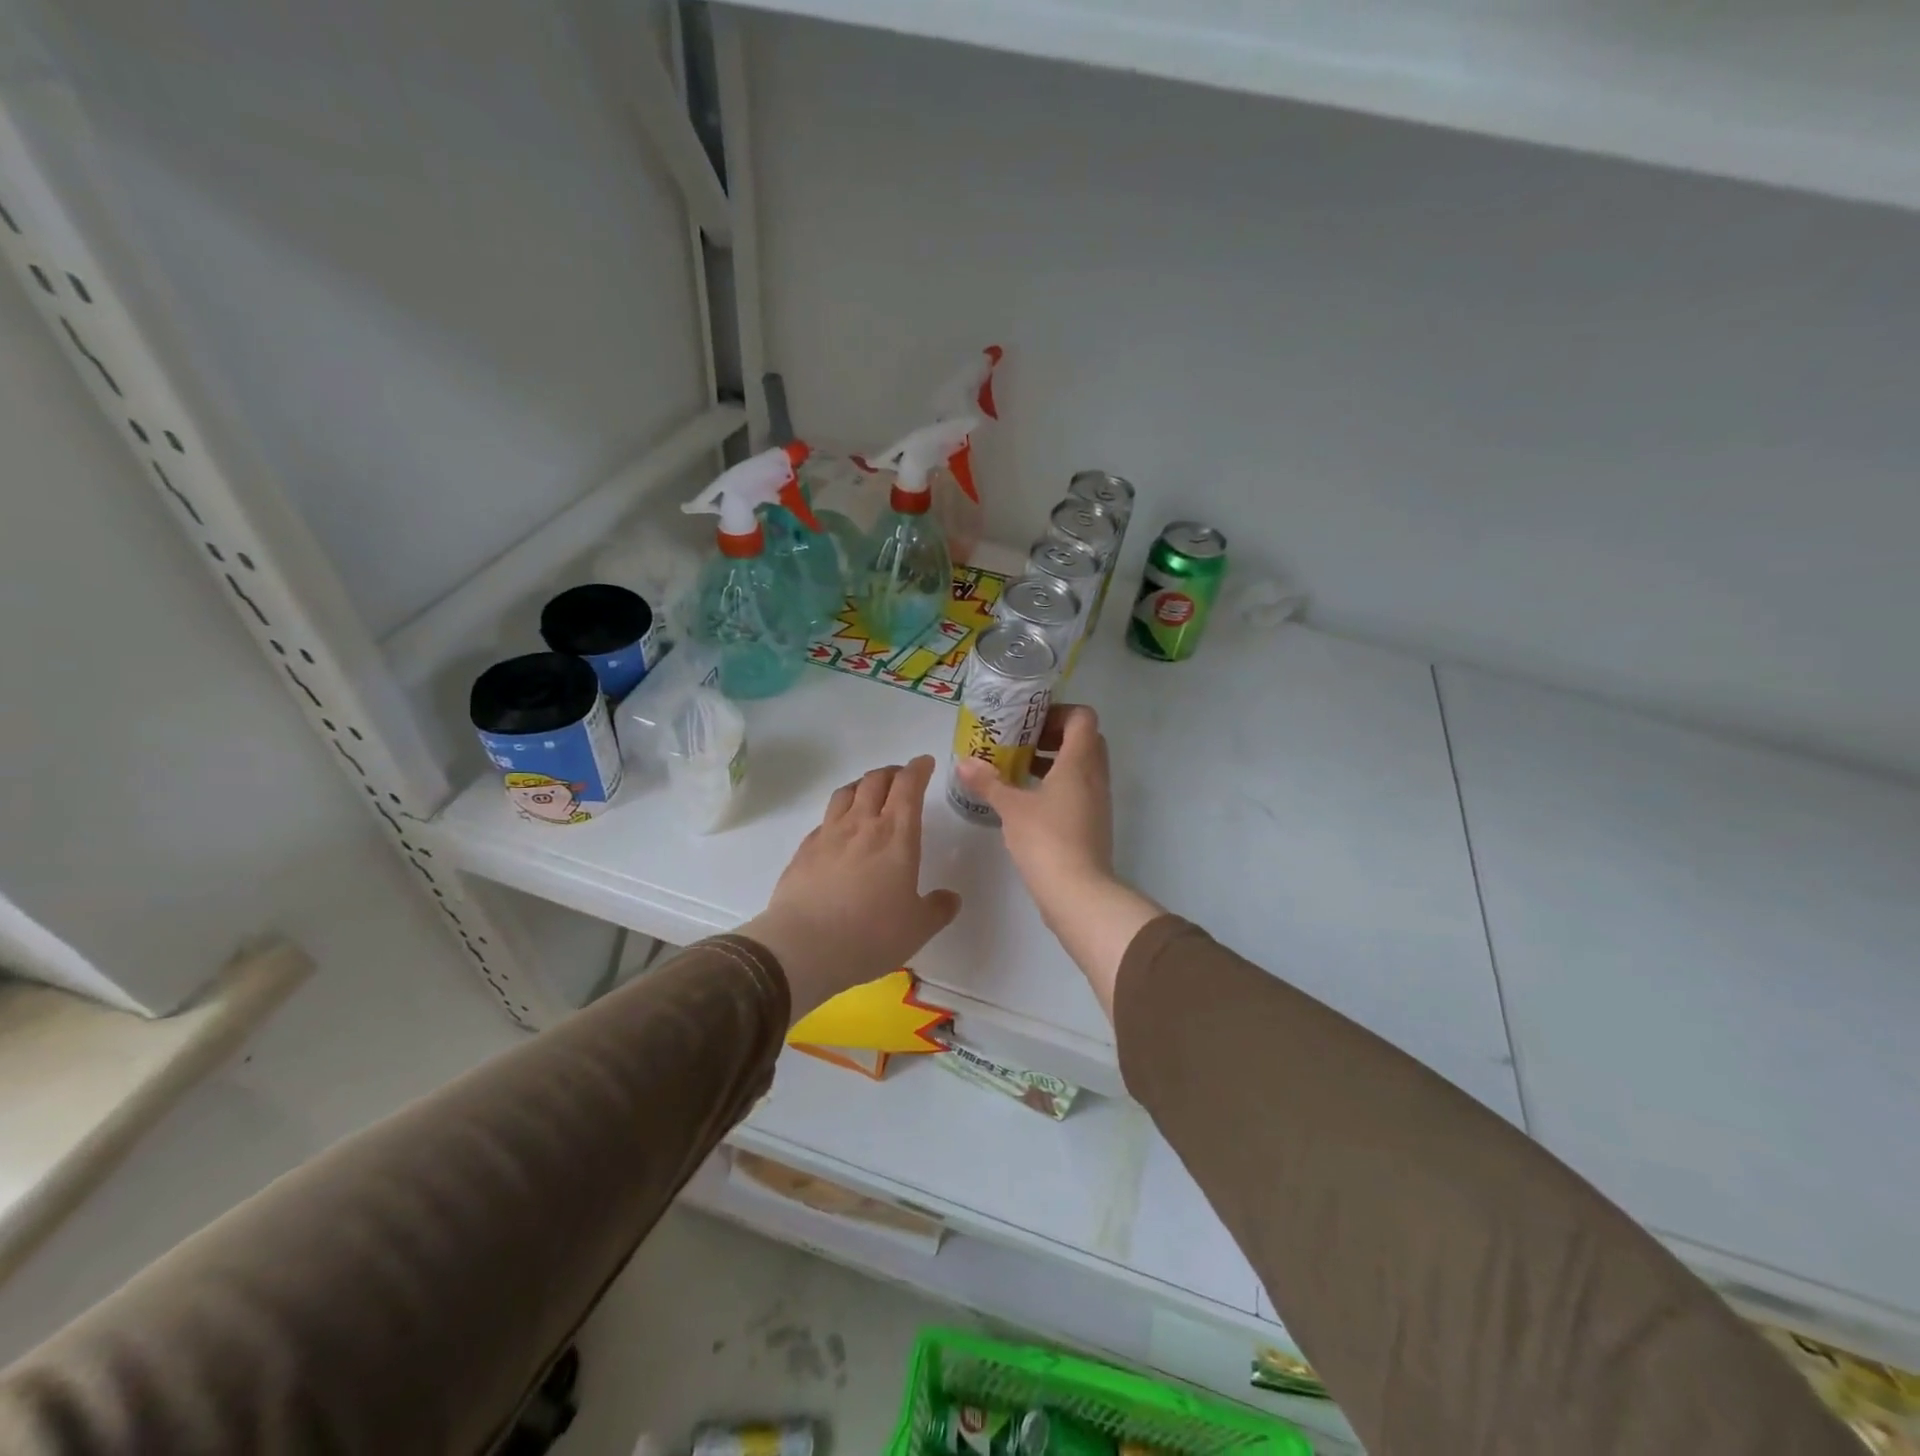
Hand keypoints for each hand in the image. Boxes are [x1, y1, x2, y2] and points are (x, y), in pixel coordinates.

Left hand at [742, 755, 961, 1022]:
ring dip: (863, 785)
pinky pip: (825, 819)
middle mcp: (862, 825)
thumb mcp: (918, 928)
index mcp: (896, 836)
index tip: (924, 763)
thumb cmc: (871, 935)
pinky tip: (839, 828)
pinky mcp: (804, 850)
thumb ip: (938, 909)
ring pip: (847, 792)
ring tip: (870, 792)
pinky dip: (838, 813)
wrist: (804, 948)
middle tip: (901, 777)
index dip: (918, 769)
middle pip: (876, 781)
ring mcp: (829, 834)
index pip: (909, 787)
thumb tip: (950, 898)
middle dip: (892, 773)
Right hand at [954, 704, 1113, 908]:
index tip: (1029, 724)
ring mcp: (1098, 801)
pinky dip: (1058, 786)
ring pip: (1082, 767)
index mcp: (1080, 762)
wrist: (1078, 893)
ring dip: (1054, 763)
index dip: (1058, 713)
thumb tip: (963, 763)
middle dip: (1053, 737)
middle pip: (1084, 740)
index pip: (1083, 718)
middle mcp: (1095, 776)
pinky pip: (1079, 790)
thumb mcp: (1011, 807)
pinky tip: (1028, 802)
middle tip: (1021, 744)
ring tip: (1018, 771)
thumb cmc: (1046, 839)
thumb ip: (988, 782)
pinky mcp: (1094, 824)